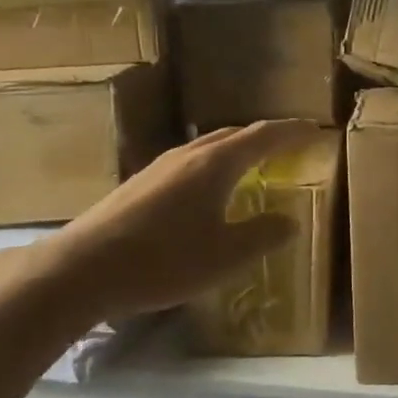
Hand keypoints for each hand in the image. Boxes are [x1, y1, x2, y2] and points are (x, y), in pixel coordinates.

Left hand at [33, 120, 320, 324]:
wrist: (82, 269)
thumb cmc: (163, 260)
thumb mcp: (225, 256)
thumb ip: (263, 236)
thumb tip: (289, 221)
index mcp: (215, 164)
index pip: (263, 136)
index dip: (291, 131)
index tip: (315, 128)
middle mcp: (188, 155)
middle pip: (233, 134)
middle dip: (264, 137)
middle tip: (288, 145)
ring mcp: (159, 167)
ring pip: (208, 146)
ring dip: (236, 149)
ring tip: (253, 164)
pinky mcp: (140, 183)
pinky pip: (190, 162)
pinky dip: (213, 165)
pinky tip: (208, 190)